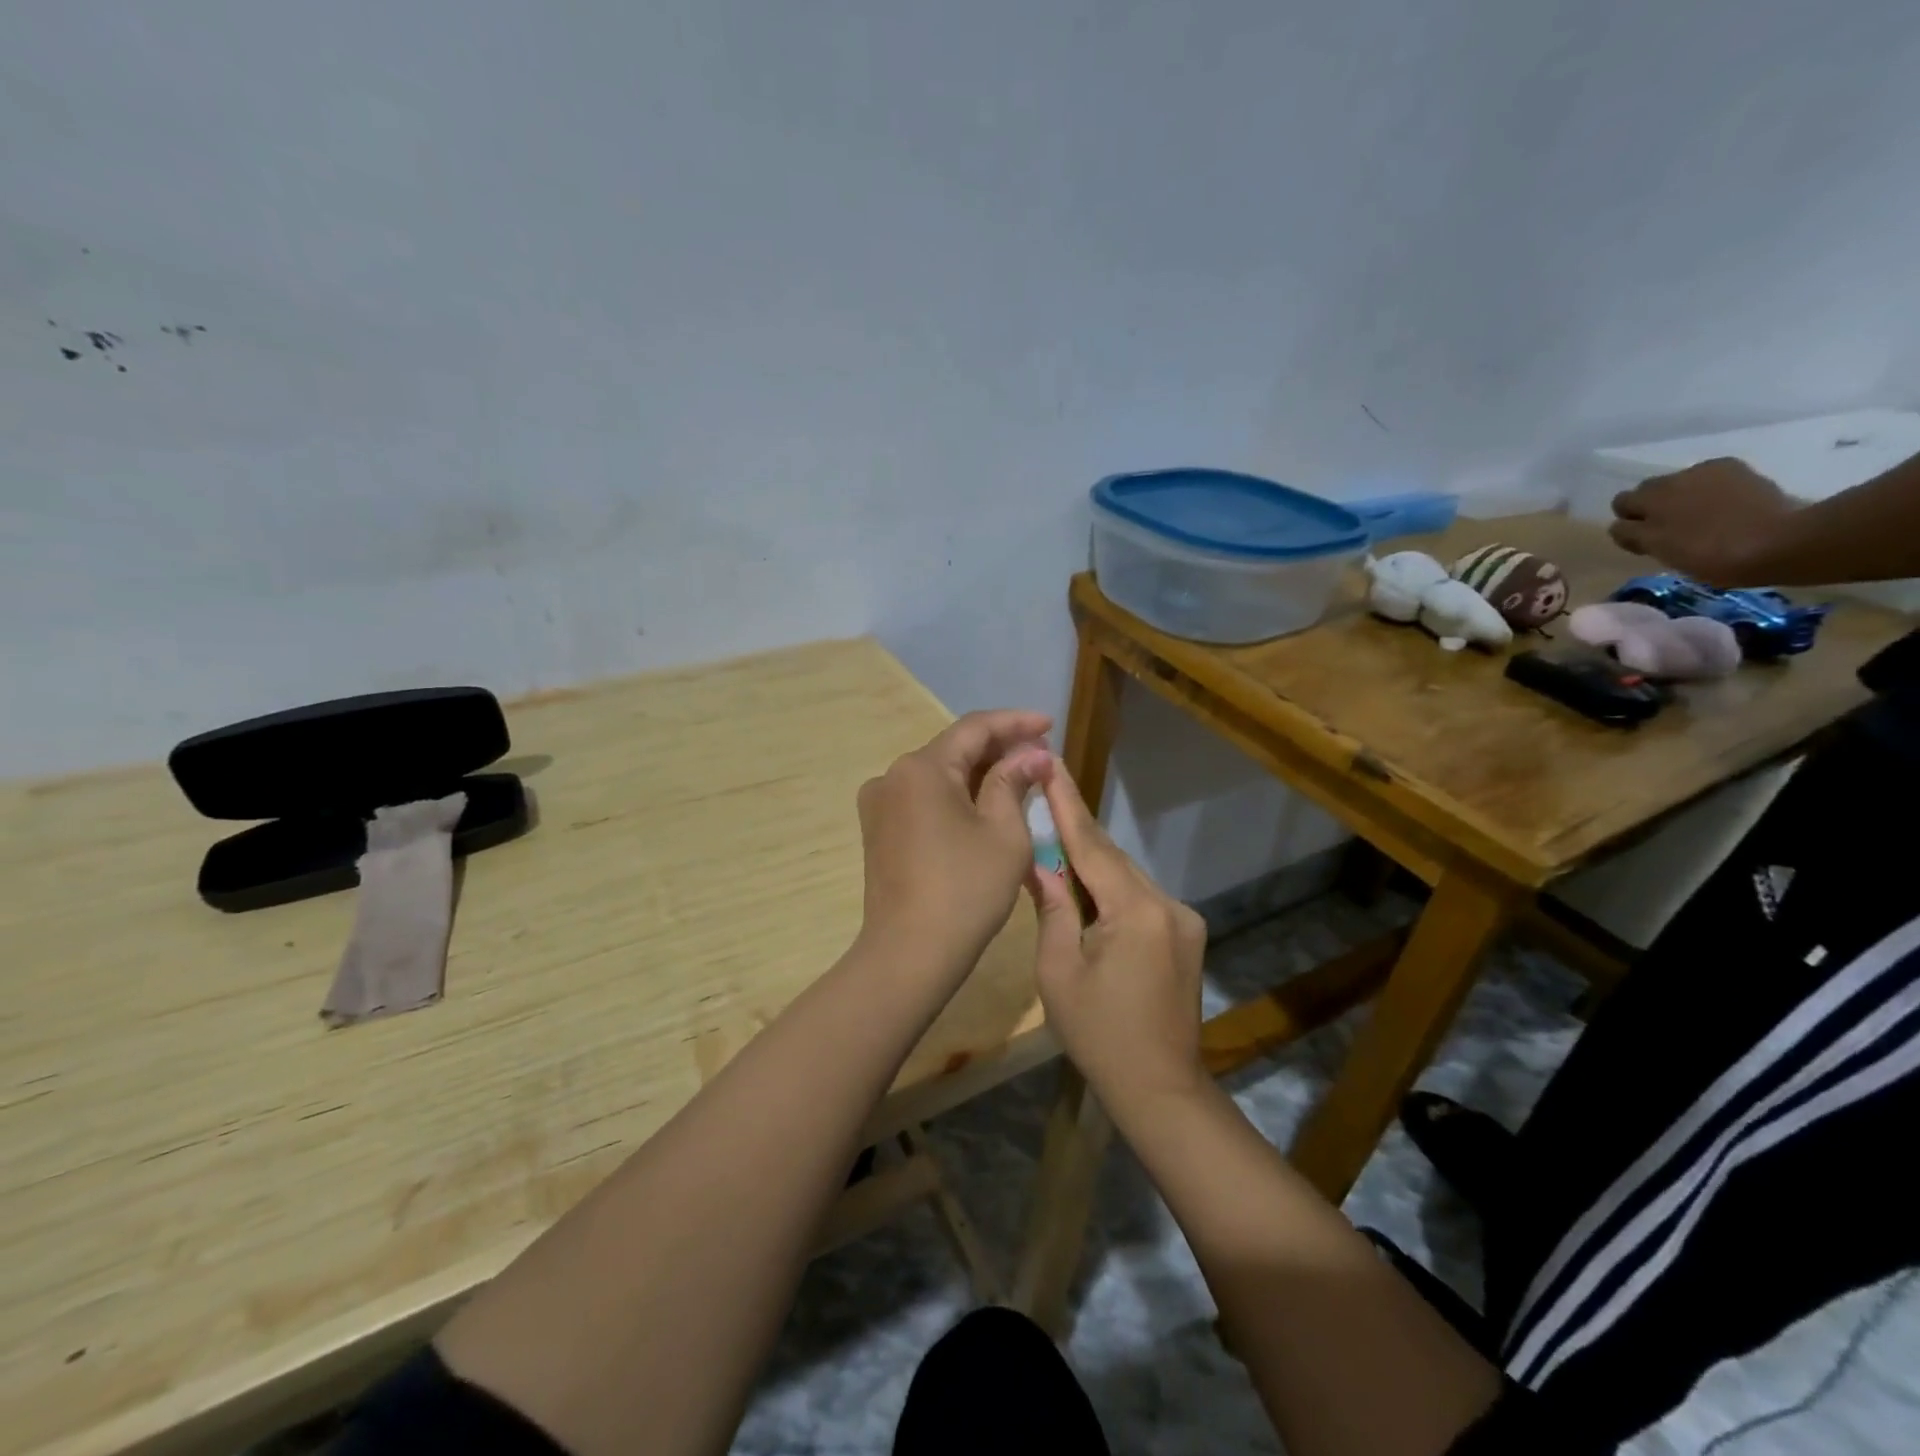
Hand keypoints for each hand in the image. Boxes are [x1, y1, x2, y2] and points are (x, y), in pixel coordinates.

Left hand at [855, 709, 1053, 978]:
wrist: (909, 954)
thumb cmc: (966, 890)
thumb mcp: (1004, 833)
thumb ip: (1014, 782)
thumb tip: (1030, 754)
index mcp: (922, 768)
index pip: (975, 728)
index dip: (1016, 723)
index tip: (1050, 724)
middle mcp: (892, 775)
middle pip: (953, 748)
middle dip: (998, 748)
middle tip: (1040, 753)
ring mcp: (880, 804)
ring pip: (938, 774)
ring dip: (978, 772)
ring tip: (1020, 776)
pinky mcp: (879, 830)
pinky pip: (924, 798)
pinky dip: (956, 795)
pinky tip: (985, 802)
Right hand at [1028, 764, 1208, 1107]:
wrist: (1160, 1087)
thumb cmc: (1098, 1035)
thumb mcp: (1059, 972)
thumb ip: (1052, 909)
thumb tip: (1040, 866)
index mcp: (1135, 911)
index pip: (1092, 846)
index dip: (1067, 805)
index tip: (1051, 765)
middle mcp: (1168, 904)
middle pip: (1112, 858)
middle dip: (1076, 830)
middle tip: (1045, 792)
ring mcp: (1183, 920)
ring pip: (1127, 877)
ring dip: (1092, 862)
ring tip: (1055, 839)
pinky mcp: (1186, 935)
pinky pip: (1141, 898)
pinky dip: (1111, 888)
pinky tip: (1086, 887)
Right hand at [1610, 457, 1797, 585]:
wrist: (1781, 541)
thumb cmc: (1710, 555)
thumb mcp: (1660, 552)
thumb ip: (1633, 536)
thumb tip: (1622, 526)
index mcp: (1648, 501)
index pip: (1621, 505)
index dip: (1629, 524)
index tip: (1644, 542)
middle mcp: (1672, 479)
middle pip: (1647, 490)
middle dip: (1652, 507)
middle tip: (1670, 531)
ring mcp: (1707, 471)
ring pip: (1679, 484)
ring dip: (1681, 499)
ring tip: (1700, 521)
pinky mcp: (1738, 470)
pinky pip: (1710, 478)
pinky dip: (1710, 490)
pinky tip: (1724, 508)